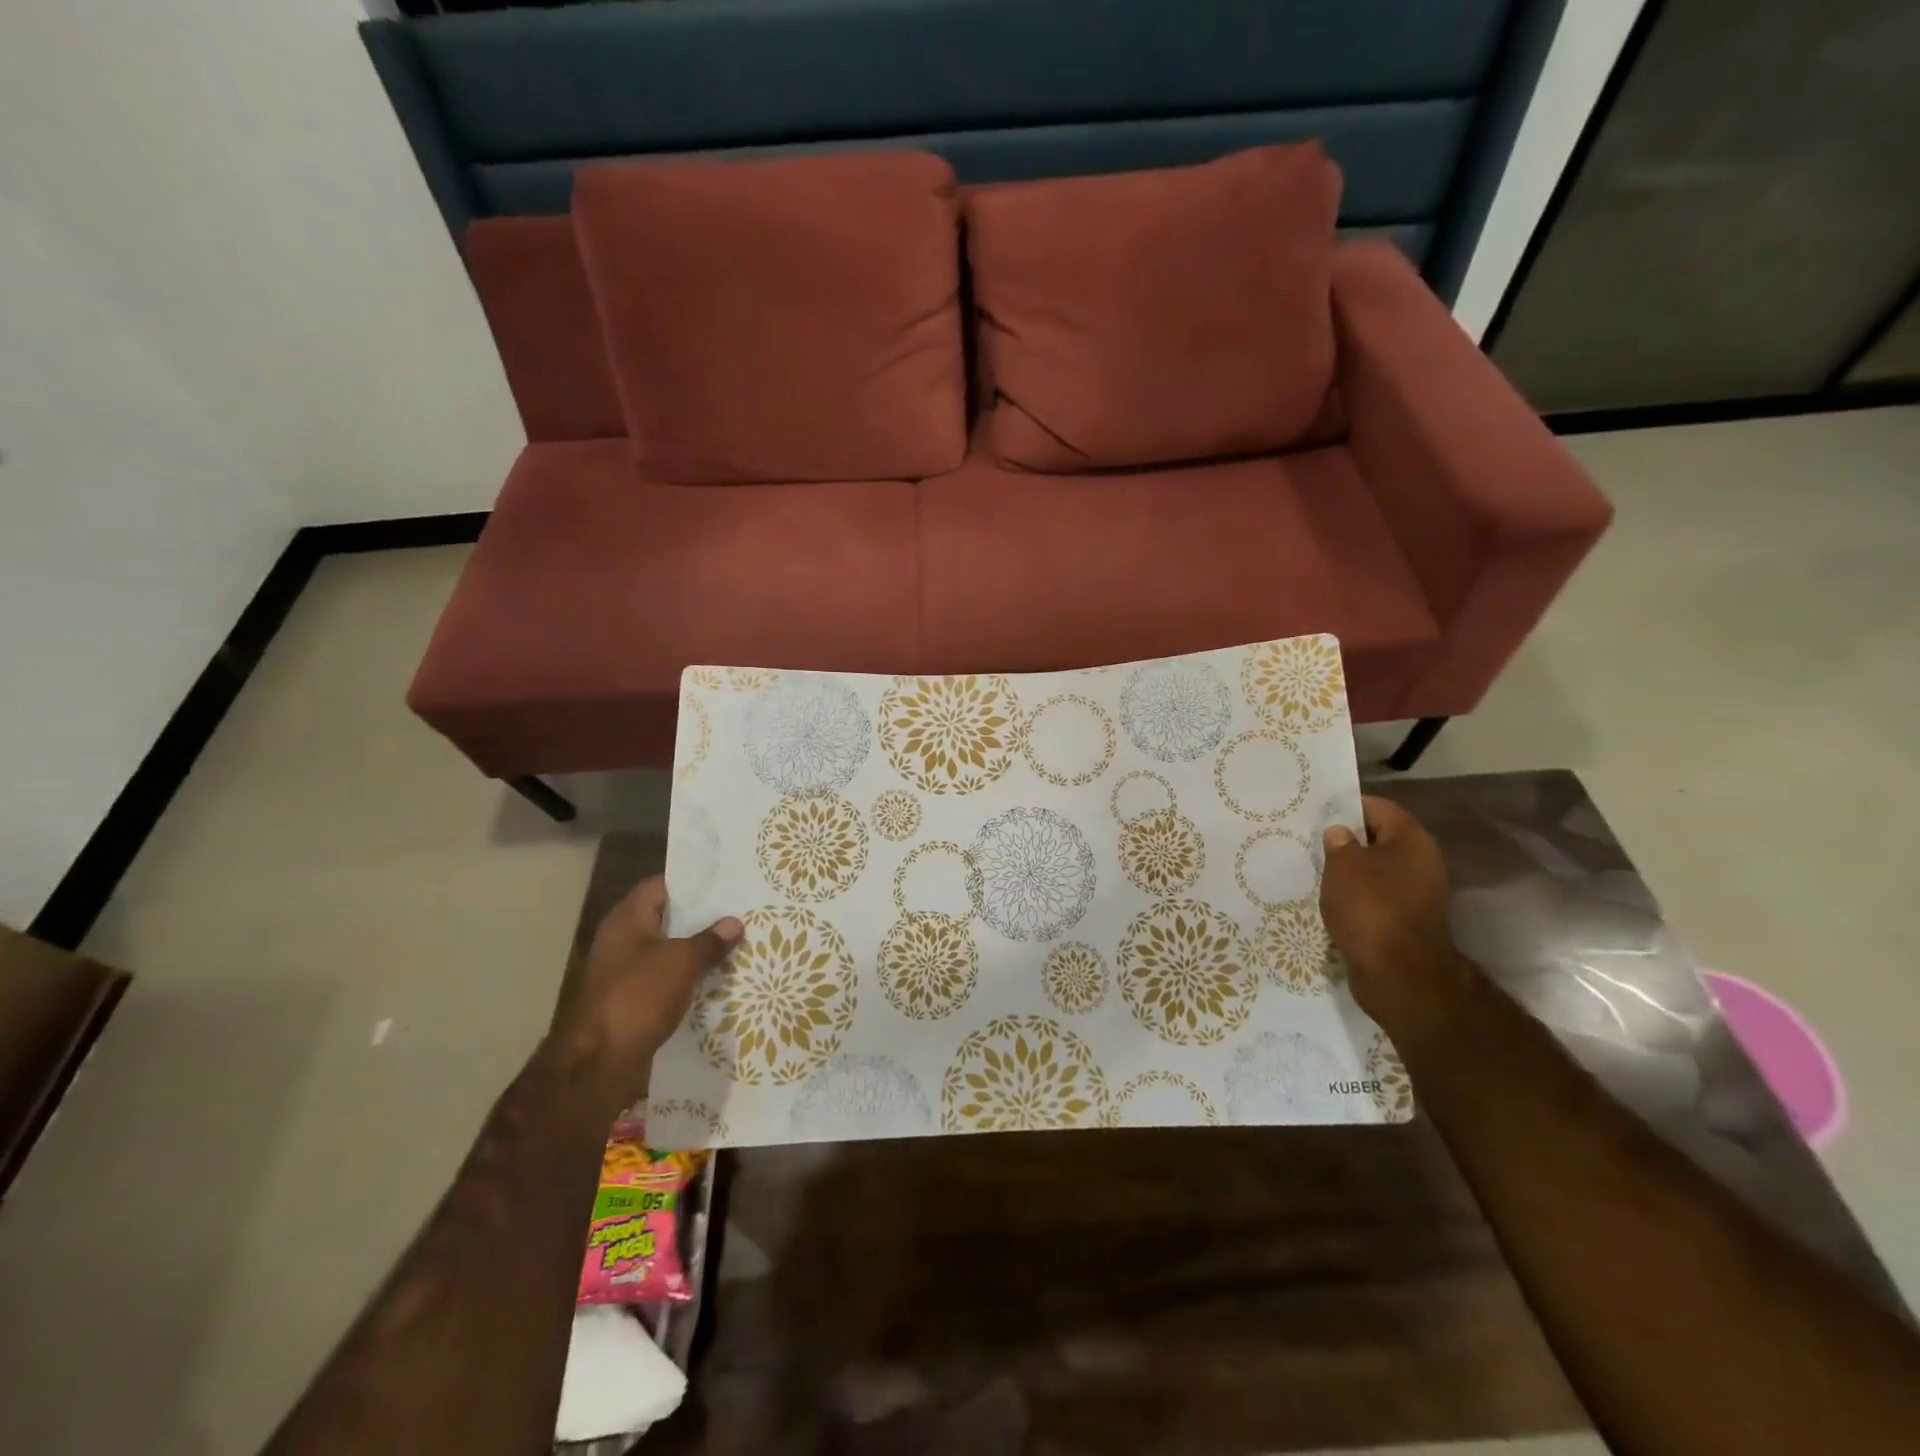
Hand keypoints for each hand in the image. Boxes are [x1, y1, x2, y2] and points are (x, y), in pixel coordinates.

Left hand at [548, 877, 741, 1116]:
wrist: (599, 1064)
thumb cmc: (638, 998)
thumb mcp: (681, 962)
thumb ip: (709, 941)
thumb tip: (733, 922)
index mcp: (628, 919)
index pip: (662, 885)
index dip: (694, 881)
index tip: (728, 880)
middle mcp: (623, 939)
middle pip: (668, 918)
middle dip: (703, 917)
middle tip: (742, 910)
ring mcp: (626, 971)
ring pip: (670, 950)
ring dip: (698, 949)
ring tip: (739, 942)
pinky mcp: (633, 1000)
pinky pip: (667, 979)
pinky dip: (689, 977)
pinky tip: (720, 978)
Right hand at [1320, 797, 1469, 1037]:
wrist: (1399, 973)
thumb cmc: (1370, 907)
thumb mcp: (1342, 866)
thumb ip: (1339, 843)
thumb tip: (1341, 834)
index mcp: (1412, 840)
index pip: (1378, 807)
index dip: (1347, 806)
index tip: (1317, 812)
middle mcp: (1422, 862)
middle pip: (1379, 839)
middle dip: (1347, 841)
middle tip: (1311, 841)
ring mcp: (1418, 894)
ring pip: (1377, 870)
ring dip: (1350, 872)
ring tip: (1316, 871)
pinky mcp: (1407, 921)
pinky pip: (1377, 898)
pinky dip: (1357, 897)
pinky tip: (1331, 901)